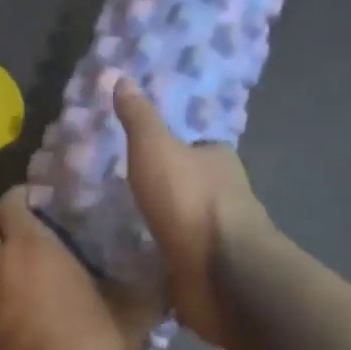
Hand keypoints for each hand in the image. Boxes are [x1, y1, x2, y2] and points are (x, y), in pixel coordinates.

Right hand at [114, 77, 279, 346]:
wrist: (220, 272)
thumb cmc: (188, 199)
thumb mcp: (154, 147)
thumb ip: (138, 117)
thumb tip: (122, 77)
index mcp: (220, 160)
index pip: (198, 146)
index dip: (175, 147)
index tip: (145, 152)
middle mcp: (228, 194)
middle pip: (194, 182)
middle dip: (168, 185)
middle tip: (127, 186)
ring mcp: (220, 235)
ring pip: (188, 220)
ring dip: (166, 221)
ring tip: (124, 221)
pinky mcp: (210, 269)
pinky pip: (182, 255)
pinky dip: (164, 253)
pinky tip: (139, 254)